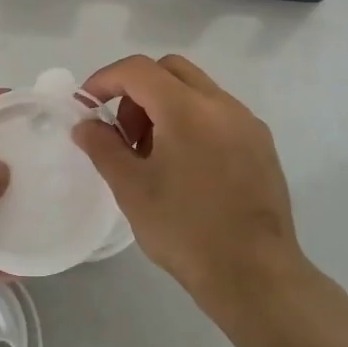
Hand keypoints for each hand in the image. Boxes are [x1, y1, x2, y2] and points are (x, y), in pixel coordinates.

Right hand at [73, 55, 309, 316]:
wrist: (255, 276)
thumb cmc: (185, 231)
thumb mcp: (131, 189)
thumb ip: (103, 147)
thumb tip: (86, 124)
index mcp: (187, 109)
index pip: (138, 70)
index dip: (105, 80)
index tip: (87, 107)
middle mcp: (221, 104)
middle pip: (170, 70)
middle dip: (137, 90)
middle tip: (124, 134)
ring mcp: (247, 122)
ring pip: (196, 89)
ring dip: (165, 105)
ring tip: (154, 156)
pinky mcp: (261, 144)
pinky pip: (218, 113)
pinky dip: (192, 121)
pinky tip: (186, 167)